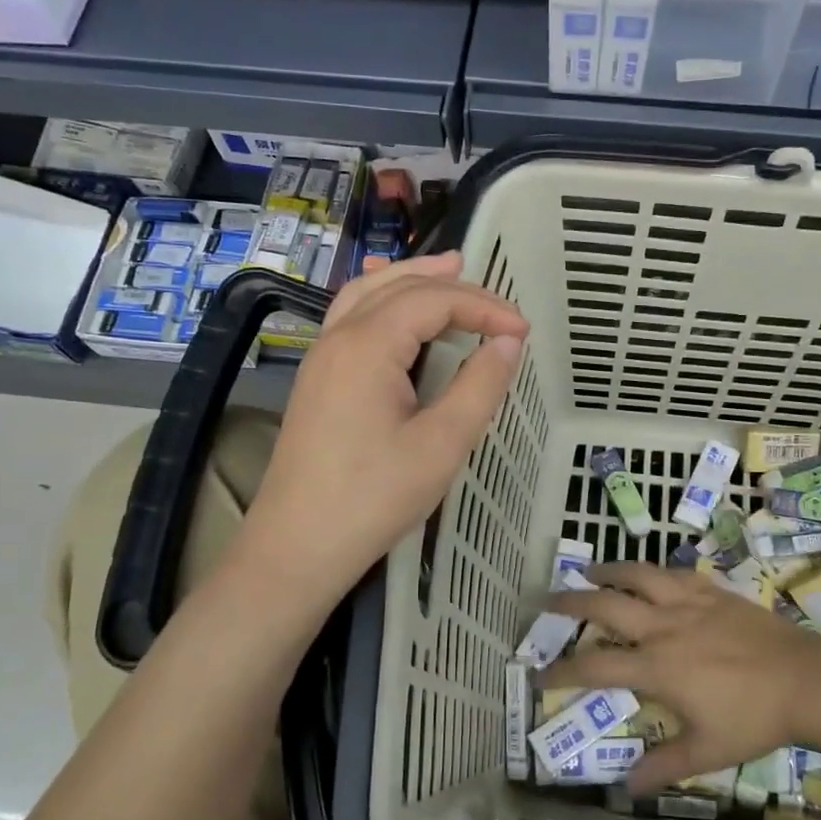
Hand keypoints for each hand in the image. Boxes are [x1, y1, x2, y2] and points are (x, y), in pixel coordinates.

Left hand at [235, 253, 527, 613]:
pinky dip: (384, 301)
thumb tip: (509, 340)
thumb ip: (480, 385)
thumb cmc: (373, 498)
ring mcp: (321, 357)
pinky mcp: (317, 380)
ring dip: (411, 280)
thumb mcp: (441, 444)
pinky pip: (351, 317)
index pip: (434, 301)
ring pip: (368, 294)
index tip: (523, 332)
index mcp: (368, 345)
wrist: (297, 546)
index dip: (484, 307)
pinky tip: (396, 311)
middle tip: (494, 296)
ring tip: (449, 273)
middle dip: (450, 285)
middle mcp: (339, 337)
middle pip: (398, 285)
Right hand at [543, 563, 820, 793]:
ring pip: (637, 574)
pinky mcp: (711, 590)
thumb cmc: (754, 718)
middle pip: (605, 605)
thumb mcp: (707, 750)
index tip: (540, 672)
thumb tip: (627, 790)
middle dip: (571, 602)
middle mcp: (662, 627)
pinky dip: (652, 571)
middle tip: (549, 601)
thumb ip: (664, 766)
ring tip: (590, 570)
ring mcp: (687, 602)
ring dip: (608, 571)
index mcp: (656, 667)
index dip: (562, 670)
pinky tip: (648, 574)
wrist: (804, 679)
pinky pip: (672, 573)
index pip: (595, 666)